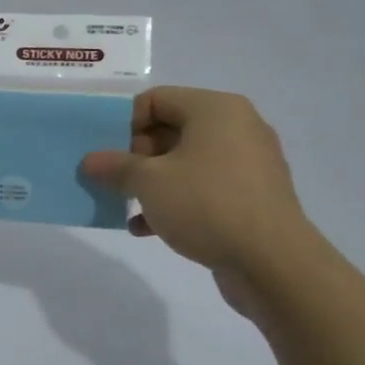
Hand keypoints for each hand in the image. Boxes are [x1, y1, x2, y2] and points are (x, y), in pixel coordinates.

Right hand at [81, 88, 311, 315]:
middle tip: (112, 180)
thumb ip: (115, 166)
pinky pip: (203, 188)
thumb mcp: (149, 182)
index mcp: (215, 110)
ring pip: (185, 163)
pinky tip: (146, 228)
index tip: (106, 153)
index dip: (124, 123)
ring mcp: (247, 164)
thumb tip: (90, 161)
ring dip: (151, 182)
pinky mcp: (251, 197)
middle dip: (135, 156)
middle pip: (170, 129)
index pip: (156, 99)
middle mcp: (236, 128)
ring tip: (124, 204)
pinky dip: (175, 201)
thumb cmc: (207, 205)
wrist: (274, 264)